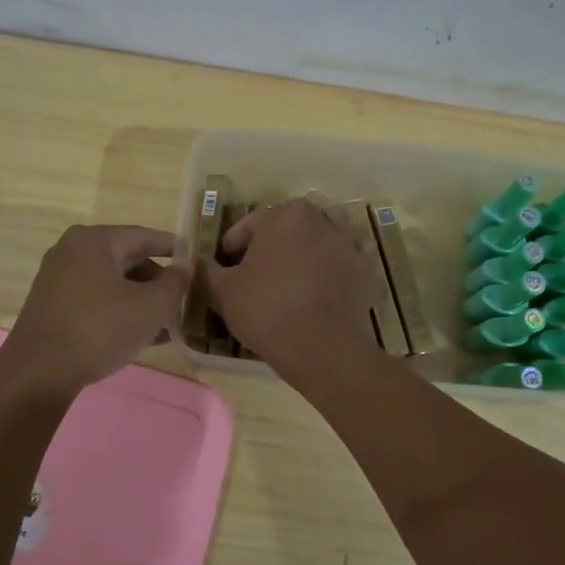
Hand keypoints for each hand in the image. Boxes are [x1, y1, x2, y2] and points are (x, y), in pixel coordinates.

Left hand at [0, 225, 190, 396]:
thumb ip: (174, 283)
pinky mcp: (52, 308)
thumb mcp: (150, 306)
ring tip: (168, 322)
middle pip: (126, 259)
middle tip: (184, 297)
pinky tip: (142, 335)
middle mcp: (72, 252)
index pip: (143, 235)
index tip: (195, 257)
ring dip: (141, 300)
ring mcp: (58, 280)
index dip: (173, 247)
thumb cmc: (100, 329)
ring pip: (112, 283)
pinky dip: (120, 312)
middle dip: (157, 280)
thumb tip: (187, 265)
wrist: (39, 373)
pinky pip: (96, 301)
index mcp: (94, 241)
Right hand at [204, 199, 378, 373]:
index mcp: (284, 215)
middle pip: (287, 227)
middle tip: (256, 274)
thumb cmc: (267, 312)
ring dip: (303, 251)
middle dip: (271, 245)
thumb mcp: (224, 292)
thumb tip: (200, 261)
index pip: (249, 225)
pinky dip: (329, 269)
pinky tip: (317, 291)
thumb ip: (208, 270)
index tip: (226, 269)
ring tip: (289, 279)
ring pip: (318, 239)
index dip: (232, 247)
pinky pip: (341, 261)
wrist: (323, 349)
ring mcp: (348, 242)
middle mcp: (320, 218)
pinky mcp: (365, 268)